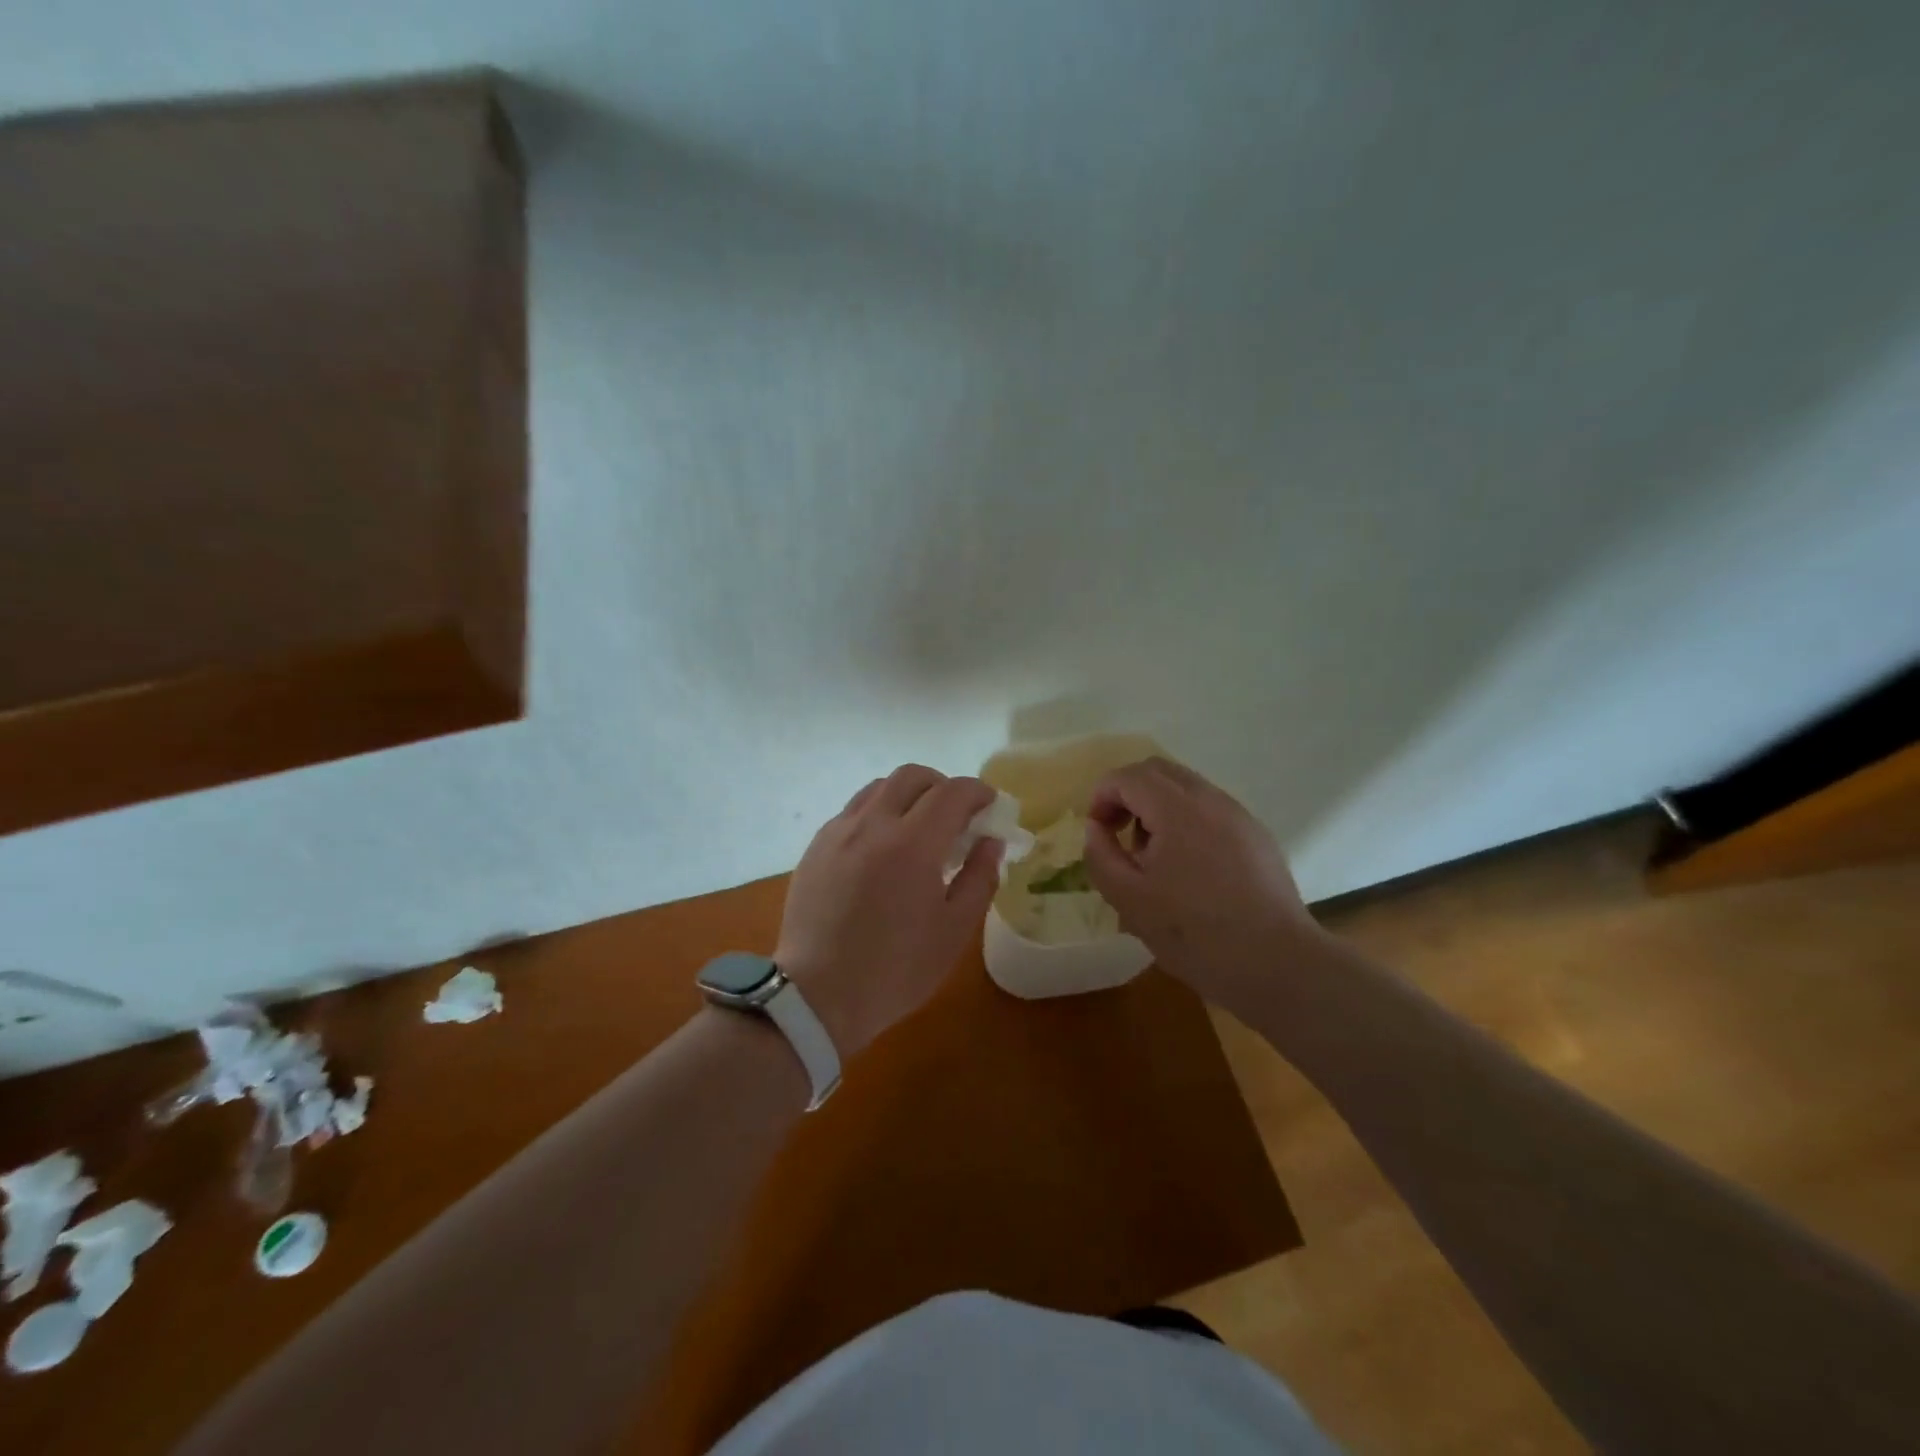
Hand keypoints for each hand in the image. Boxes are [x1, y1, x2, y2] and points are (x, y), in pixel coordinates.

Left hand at [775, 765, 1002, 1056]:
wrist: (818, 995)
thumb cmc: (895, 969)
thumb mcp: (954, 931)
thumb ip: (980, 878)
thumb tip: (991, 842)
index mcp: (913, 844)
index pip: (952, 793)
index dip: (977, 792)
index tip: (990, 805)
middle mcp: (873, 824)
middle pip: (912, 776)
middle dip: (942, 785)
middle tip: (956, 814)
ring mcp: (839, 832)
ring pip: (878, 787)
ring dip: (907, 795)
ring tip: (918, 827)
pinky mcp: (816, 846)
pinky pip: (853, 810)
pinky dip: (878, 812)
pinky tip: (882, 847)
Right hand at [1081, 757, 1326, 1019]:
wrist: (1278, 964)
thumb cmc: (1195, 933)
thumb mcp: (1129, 900)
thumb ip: (1101, 856)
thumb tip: (1096, 828)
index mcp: (1177, 809)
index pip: (1129, 776)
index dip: (1103, 796)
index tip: (1096, 831)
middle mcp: (1211, 799)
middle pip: (1159, 771)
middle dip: (1129, 793)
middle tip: (1117, 833)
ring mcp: (1239, 816)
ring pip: (1187, 788)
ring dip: (1158, 808)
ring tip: (1152, 857)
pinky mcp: (1257, 837)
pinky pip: (1211, 810)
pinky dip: (1186, 821)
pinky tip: (1188, 869)